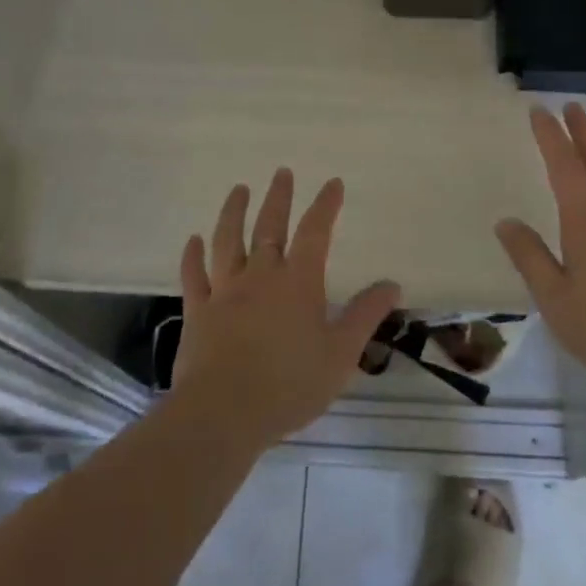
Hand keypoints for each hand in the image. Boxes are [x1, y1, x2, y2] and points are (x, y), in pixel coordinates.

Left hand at [174, 169, 400, 449]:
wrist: (223, 413)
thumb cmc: (289, 384)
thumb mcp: (341, 354)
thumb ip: (365, 315)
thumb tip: (391, 284)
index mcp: (298, 282)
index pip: (315, 232)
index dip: (325, 205)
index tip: (333, 182)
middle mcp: (261, 276)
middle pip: (269, 227)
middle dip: (279, 197)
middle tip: (282, 172)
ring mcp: (225, 291)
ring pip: (228, 241)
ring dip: (233, 212)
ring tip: (238, 190)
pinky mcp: (198, 312)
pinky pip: (194, 276)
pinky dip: (193, 256)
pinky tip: (193, 241)